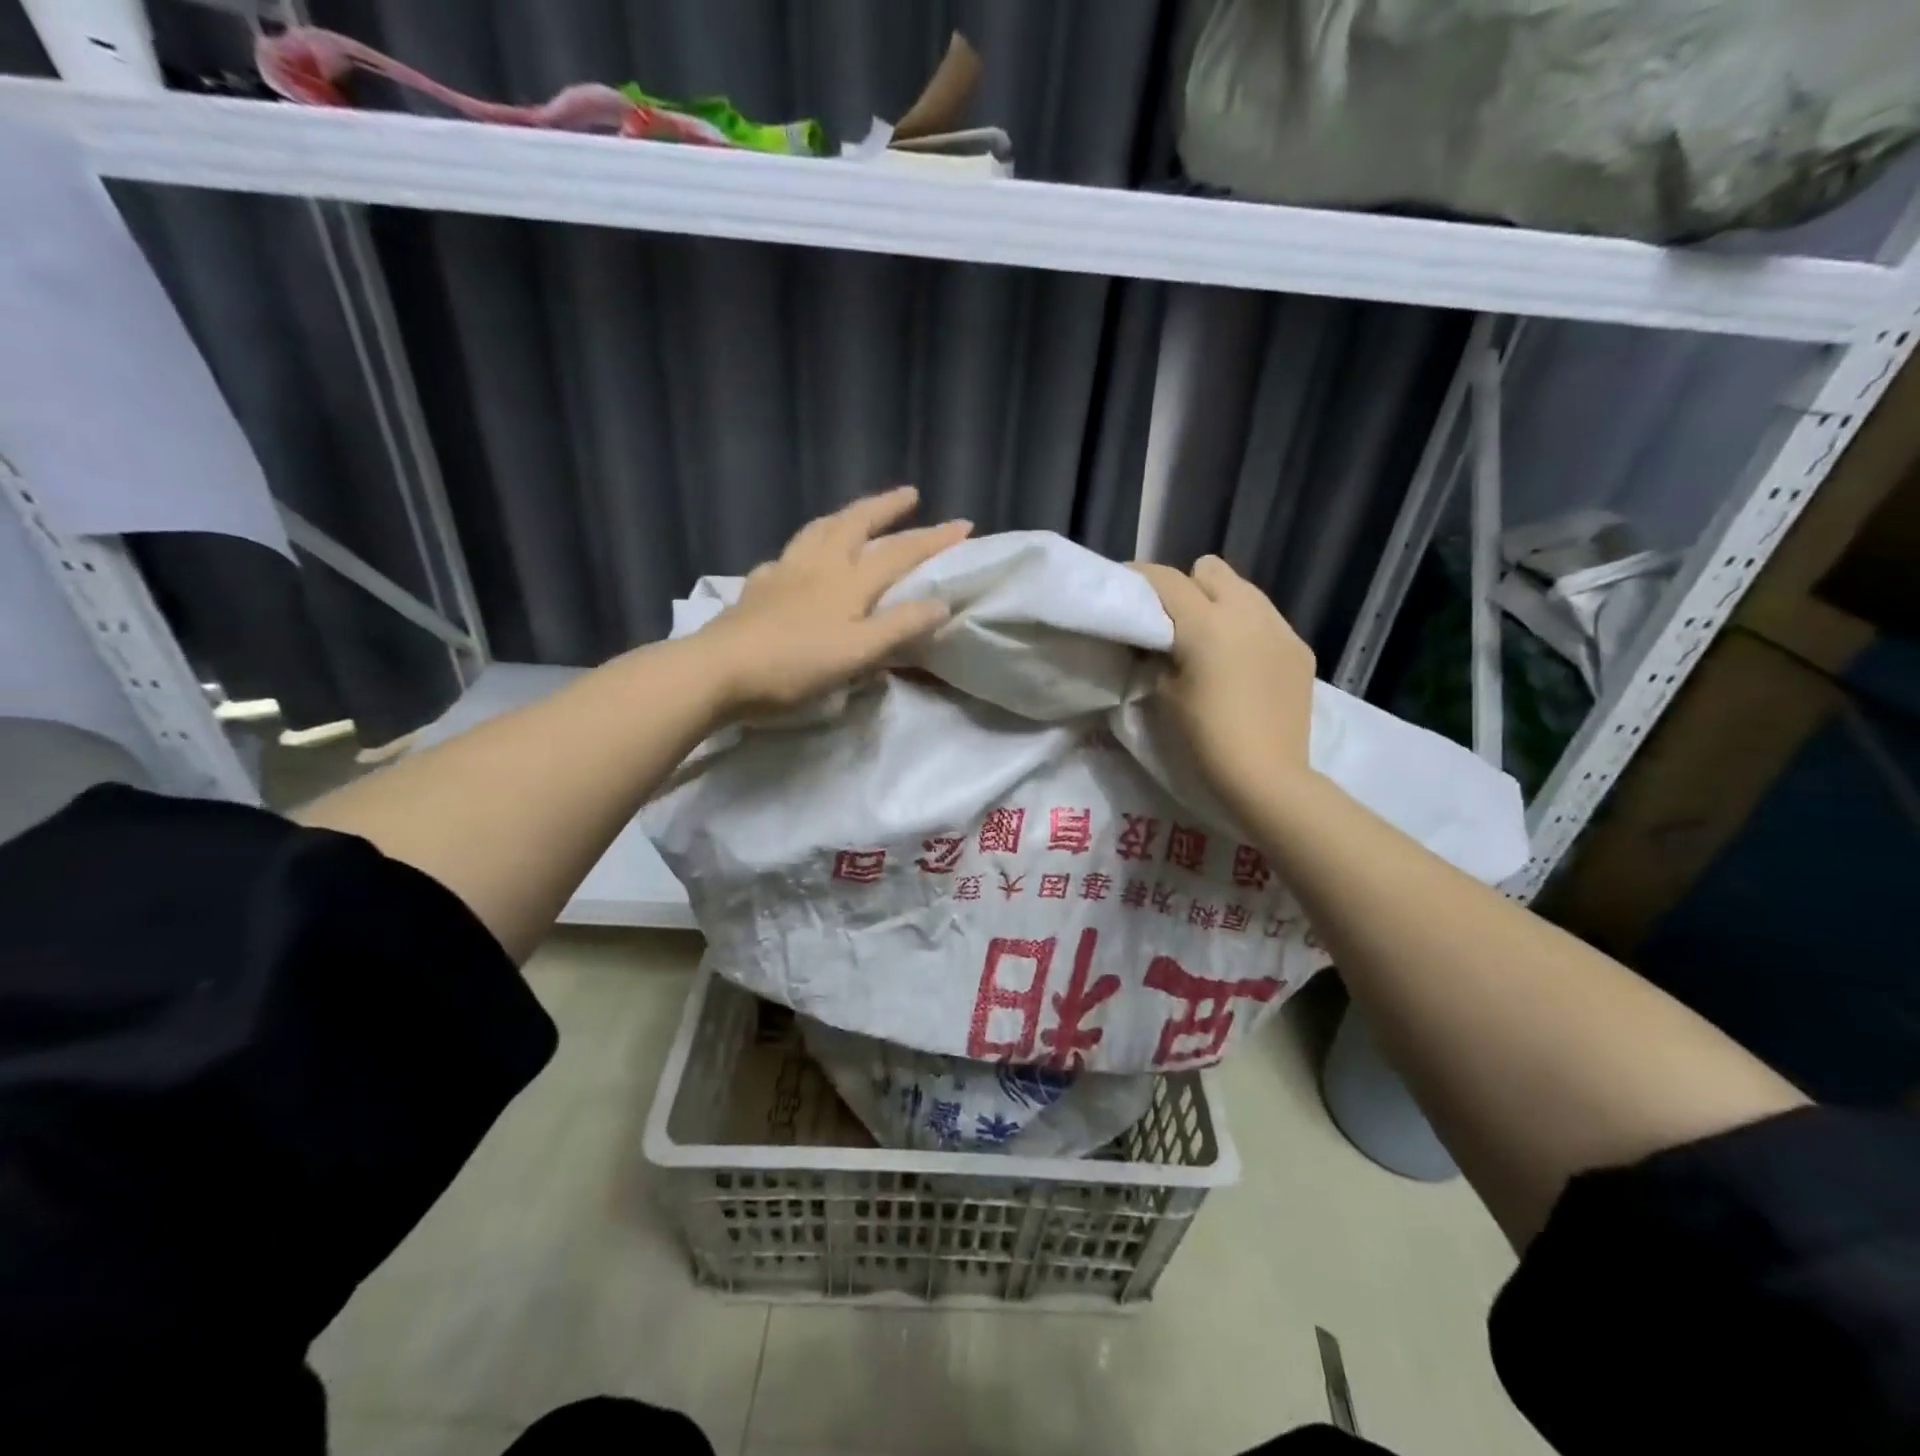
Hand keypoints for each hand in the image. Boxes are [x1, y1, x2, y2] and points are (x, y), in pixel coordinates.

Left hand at [699, 487, 972, 714]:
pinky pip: (787, 556)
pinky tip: (799, 560)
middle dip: (886, 507)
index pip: (900, 552)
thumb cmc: (795, 665)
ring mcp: (783, 571)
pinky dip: (804, 548)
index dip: (933, 538)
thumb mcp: (858, 653)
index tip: (964, 525)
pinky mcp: (757, 587)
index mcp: (848, 581)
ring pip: (819, 530)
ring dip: (844, 516)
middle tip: (908, 494)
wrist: (719, 670)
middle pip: (855, 524)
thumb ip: (900, 626)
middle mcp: (818, 565)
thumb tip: (941, 602)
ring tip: (856, 513)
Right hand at [1134, 555, 1316, 809]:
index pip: (1165, 579)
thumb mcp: (1161, 694)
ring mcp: (1280, 628)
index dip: (1139, 578)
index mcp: (1206, 622)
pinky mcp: (1300, 649)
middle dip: (1186, 586)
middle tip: (1172, 621)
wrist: (1267, 777)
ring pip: (1244, 590)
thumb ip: (1156, 654)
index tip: (1125, 589)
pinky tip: (1242, 665)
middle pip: (1210, 569)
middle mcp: (1247, 611)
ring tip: (1210, 641)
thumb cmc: (1203, 738)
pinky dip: (1247, 629)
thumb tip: (1155, 639)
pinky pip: (1267, 620)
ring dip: (1220, 603)